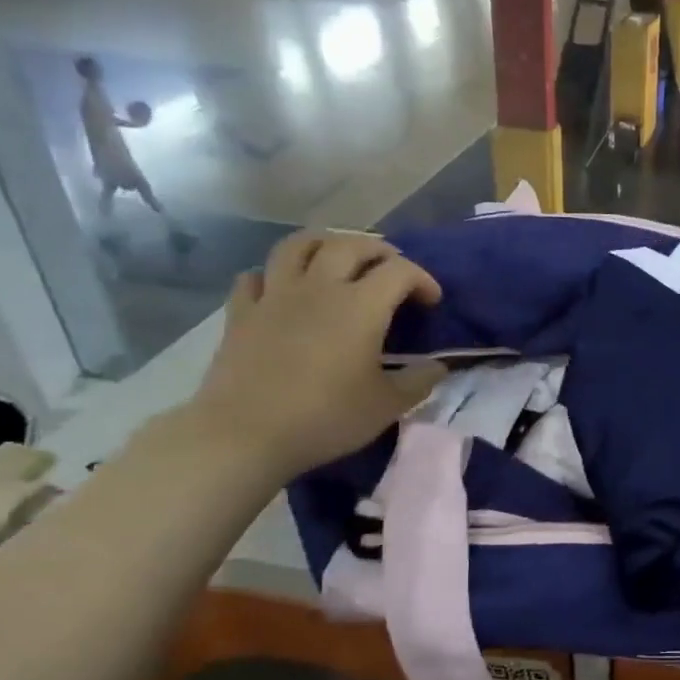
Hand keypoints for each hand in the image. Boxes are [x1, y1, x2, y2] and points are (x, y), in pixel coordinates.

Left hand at [186, 232, 445, 482]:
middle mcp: (319, 288)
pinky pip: (255, 277)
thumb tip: (437, 367)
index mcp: (361, 306)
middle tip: (390, 269)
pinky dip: (272, 276)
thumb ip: (419, 381)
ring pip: (298, 246)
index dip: (423, 279)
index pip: (400, 271)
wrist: (246, 435)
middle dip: (378, 250)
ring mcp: (275, 296)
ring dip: (324, 244)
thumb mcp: (387, 406)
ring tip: (337, 258)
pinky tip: (282, 290)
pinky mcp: (241, 313)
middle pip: (350, 245)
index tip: (432, 302)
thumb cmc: (326, 417)